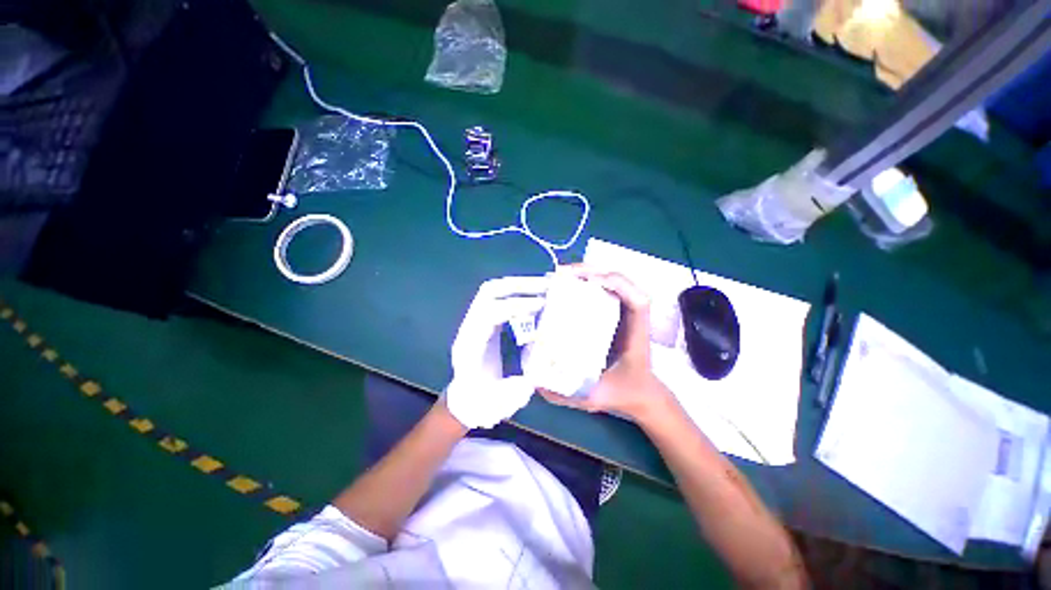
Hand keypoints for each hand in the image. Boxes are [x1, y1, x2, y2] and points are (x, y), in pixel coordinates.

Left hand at [445, 275, 547, 428]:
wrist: (465, 401)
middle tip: (546, 286)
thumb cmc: (481, 403)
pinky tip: (535, 296)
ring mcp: (474, 322)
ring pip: (492, 291)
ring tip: (544, 286)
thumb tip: (543, 366)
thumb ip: (518, 387)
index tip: (541, 304)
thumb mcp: (500, 402)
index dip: (515, 306)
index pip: (489, 314)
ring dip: (519, 285)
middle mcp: (469, 328)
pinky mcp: (483, 322)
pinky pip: (498, 298)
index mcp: (469, 347)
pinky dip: (517, 293)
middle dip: (518, 285)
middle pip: (488, 292)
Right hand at [539, 267, 674, 423]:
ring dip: (589, 273)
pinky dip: (589, 282)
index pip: (637, 301)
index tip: (591, 282)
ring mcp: (624, 313)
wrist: (641, 394)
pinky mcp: (616, 313)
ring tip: (563, 275)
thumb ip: (568, 395)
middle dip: (593, 272)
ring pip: (612, 282)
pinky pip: (605, 290)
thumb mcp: (595, 397)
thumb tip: (536, 383)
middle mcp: (632, 318)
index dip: (618, 285)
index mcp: (634, 335)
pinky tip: (570, 285)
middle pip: (621, 282)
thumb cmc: (623, 393)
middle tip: (563, 273)